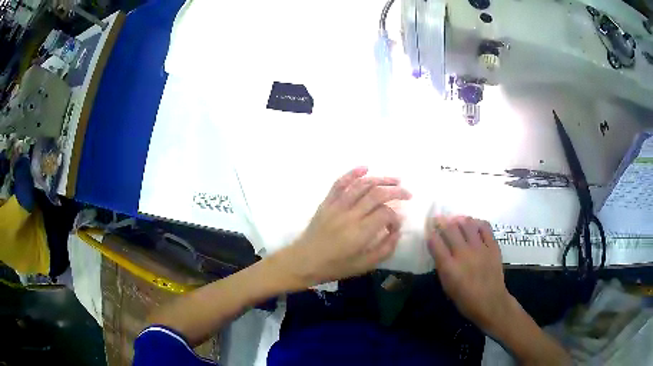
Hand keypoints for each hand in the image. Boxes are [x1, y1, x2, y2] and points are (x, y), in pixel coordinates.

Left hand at [276, 167, 411, 285]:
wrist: (304, 261)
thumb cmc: (335, 266)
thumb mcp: (364, 265)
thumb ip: (385, 248)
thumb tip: (397, 230)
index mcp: (360, 233)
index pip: (386, 213)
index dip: (396, 216)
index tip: (396, 224)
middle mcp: (350, 215)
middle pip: (377, 194)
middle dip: (396, 191)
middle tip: (407, 193)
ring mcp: (336, 206)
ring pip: (361, 185)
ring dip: (380, 179)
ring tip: (395, 180)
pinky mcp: (327, 202)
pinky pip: (339, 183)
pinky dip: (352, 173)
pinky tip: (365, 168)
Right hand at [427, 216, 513, 331]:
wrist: (490, 302)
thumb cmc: (465, 299)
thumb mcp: (447, 285)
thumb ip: (442, 266)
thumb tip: (439, 249)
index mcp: (449, 267)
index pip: (435, 242)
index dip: (430, 233)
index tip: (428, 228)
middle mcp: (463, 254)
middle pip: (451, 229)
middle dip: (442, 221)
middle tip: (439, 218)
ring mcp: (480, 248)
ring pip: (468, 224)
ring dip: (459, 219)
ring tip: (456, 220)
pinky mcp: (493, 246)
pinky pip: (485, 227)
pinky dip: (477, 223)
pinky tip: (474, 225)